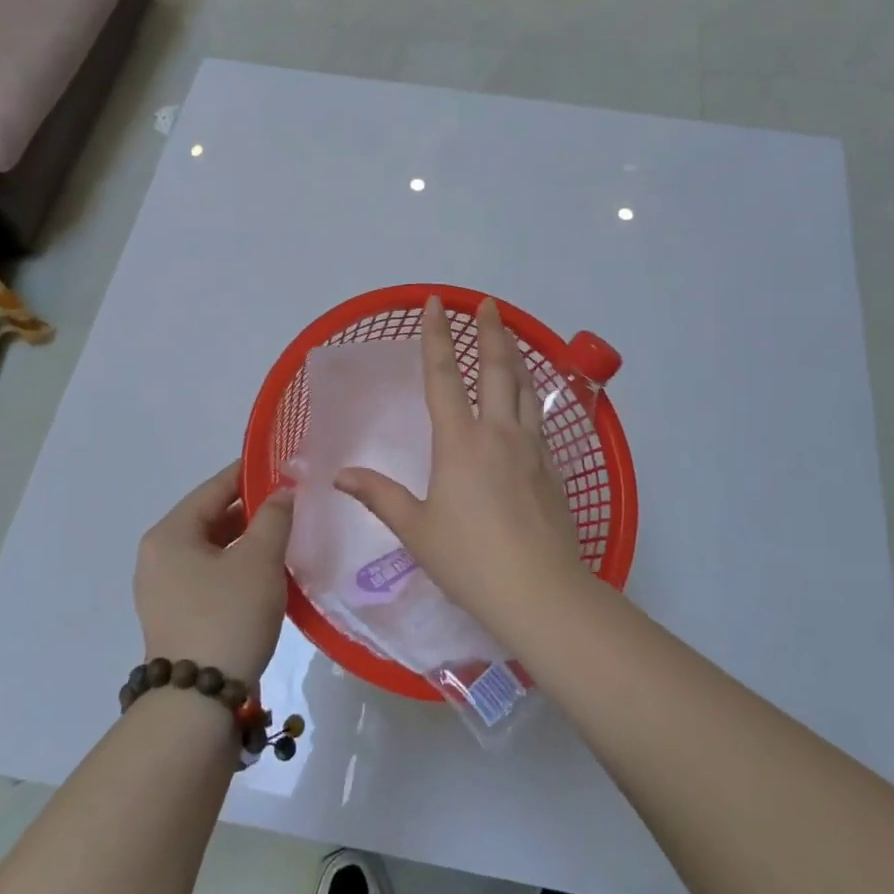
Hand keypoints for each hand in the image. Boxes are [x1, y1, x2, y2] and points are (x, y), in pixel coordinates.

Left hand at [134, 462, 292, 682]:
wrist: (198, 702)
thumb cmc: (228, 616)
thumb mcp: (259, 560)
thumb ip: (274, 517)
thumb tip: (283, 491)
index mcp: (170, 534)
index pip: (215, 488)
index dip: (251, 473)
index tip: (285, 464)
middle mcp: (159, 555)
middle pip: (211, 517)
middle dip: (252, 509)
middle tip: (293, 501)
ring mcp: (164, 588)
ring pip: (212, 547)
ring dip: (247, 539)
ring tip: (286, 533)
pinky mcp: (176, 614)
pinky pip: (209, 574)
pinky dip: (236, 565)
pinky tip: (267, 570)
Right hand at [334, 297, 586, 642]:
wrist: (540, 590)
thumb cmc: (470, 560)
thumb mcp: (417, 530)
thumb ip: (380, 496)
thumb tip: (341, 475)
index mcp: (460, 442)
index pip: (443, 377)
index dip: (437, 336)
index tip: (436, 303)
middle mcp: (498, 433)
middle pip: (496, 369)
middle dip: (491, 331)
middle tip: (488, 304)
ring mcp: (531, 448)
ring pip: (524, 389)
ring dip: (516, 358)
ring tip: (510, 338)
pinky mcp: (552, 468)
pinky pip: (539, 418)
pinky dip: (531, 395)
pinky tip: (529, 401)